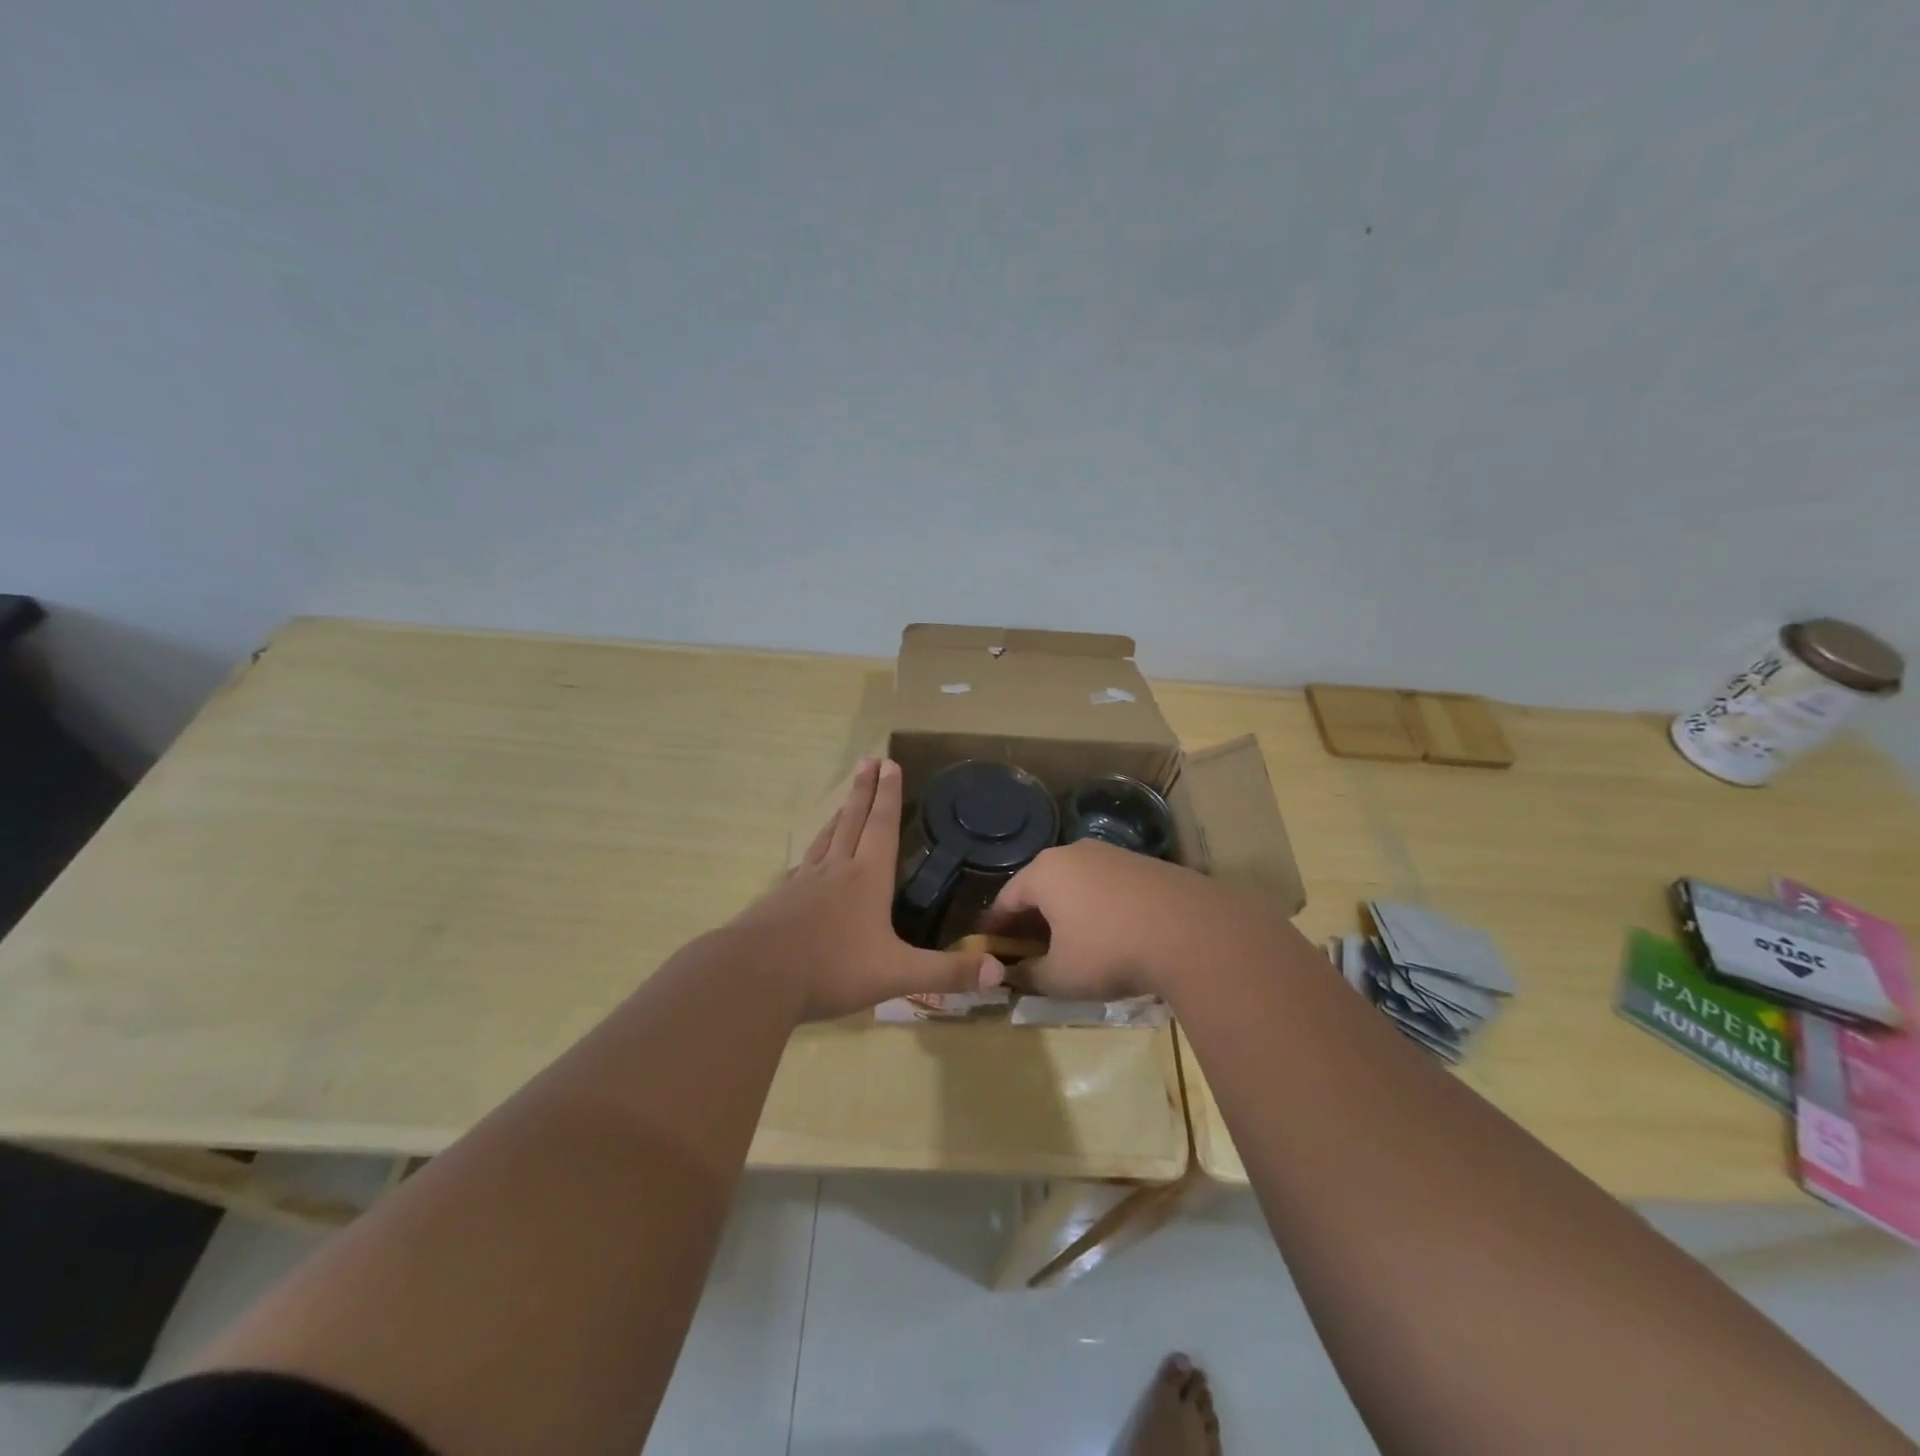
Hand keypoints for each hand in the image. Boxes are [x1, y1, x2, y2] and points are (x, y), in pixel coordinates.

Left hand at [726, 758, 1003, 1021]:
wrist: (754, 978)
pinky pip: (801, 868)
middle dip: (863, 791)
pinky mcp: (778, 902)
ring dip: (838, 815)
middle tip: (867, 760)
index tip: (890, 764)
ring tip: (844, 801)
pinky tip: (808, 862)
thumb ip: (946, 973)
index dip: (889, 795)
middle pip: (852, 821)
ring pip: (825, 840)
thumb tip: (999, 972)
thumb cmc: (832, 969)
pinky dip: (812, 854)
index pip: (882, 826)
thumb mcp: (897, 974)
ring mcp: (802, 884)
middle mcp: (835, 871)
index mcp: (866, 878)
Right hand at [981, 840, 1280, 1001]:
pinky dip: (1096, 907)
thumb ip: (1028, 976)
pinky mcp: (1143, 863)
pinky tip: (1108, 933)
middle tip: (1028, 949)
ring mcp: (1110, 854)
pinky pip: (1105, 885)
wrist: (1192, 933)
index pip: (1006, 898)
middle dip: (1031, 918)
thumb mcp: (1061, 976)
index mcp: (1044, 872)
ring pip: (1074, 884)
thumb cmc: (1110, 951)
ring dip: (1065, 911)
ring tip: (1069, 942)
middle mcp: (1072, 853)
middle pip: (1040, 886)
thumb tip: (1011, 976)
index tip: (990, 948)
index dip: (996, 927)